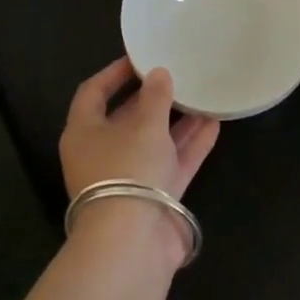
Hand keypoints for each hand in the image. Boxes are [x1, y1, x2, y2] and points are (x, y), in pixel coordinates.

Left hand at [59, 58, 219, 255]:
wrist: (132, 240)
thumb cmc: (127, 169)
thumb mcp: (144, 125)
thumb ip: (155, 97)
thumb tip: (159, 74)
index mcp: (84, 132)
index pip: (94, 93)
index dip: (115, 73)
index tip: (141, 58)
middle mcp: (103, 153)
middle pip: (127, 118)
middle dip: (154, 98)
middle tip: (179, 76)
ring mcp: (130, 177)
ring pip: (155, 141)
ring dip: (178, 121)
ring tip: (203, 96)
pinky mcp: (154, 196)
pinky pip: (173, 162)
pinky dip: (191, 144)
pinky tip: (214, 123)